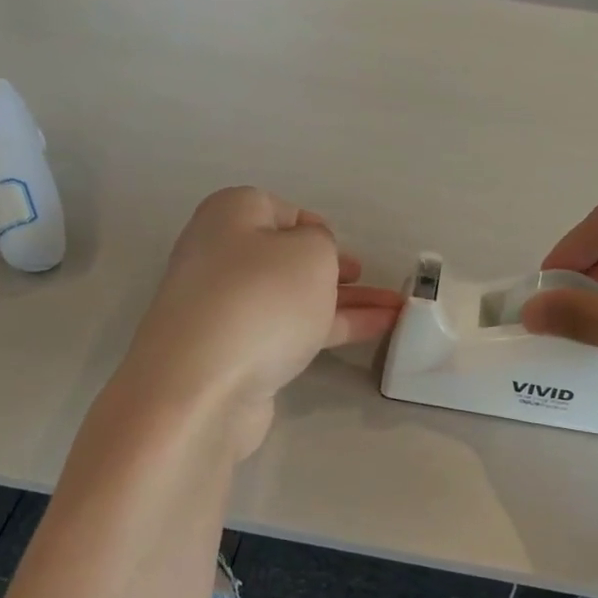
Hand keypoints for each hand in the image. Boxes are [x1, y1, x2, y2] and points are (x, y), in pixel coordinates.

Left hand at [118, 187, 404, 456]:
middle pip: (285, 257)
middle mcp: (220, 257)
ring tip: (395, 310)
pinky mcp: (235, 353)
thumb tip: (308, 258)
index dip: (314, 226)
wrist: (202, 387)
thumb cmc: (261, 299)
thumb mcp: (310, 252)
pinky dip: (329, 328)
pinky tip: (372, 332)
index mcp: (229, 216)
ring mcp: (225, 309)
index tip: (343, 248)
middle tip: (365, 279)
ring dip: (343, 301)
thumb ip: (322, 244)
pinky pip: (290, 330)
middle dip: (331, 268)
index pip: (277, 210)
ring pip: (294, 297)